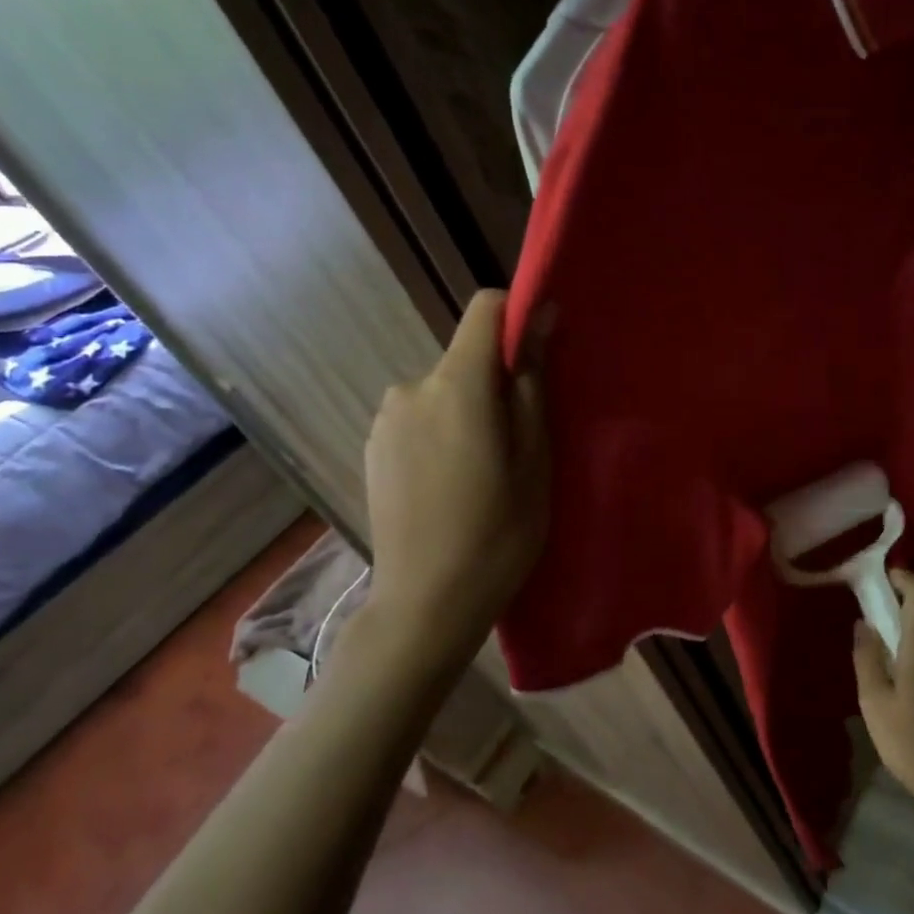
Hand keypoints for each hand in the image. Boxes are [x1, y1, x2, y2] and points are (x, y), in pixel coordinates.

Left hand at [363, 289, 549, 652]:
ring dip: (469, 410)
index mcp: (457, 385)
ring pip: (444, 390)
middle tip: (519, 442)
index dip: (516, 316)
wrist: (425, 604)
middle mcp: (411, 387)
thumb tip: (540, 320)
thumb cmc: (498, 533)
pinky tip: (451, 484)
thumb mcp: (536, 459)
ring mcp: (385, 418)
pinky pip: (420, 416)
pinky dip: (442, 431)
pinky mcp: (372, 446)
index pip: (484, 309)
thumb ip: (533, 384)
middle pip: (466, 357)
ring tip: (484, 471)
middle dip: (497, 381)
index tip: (541, 353)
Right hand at [852, 571, 913, 813]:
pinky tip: (905, 680)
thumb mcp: (875, 702)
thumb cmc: (913, 742)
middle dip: (900, 608)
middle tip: (872, 620)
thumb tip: (863, 624)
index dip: (903, 576)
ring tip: (884, 654)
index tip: (880, 579)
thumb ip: (867, 658)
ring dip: (911, 634)